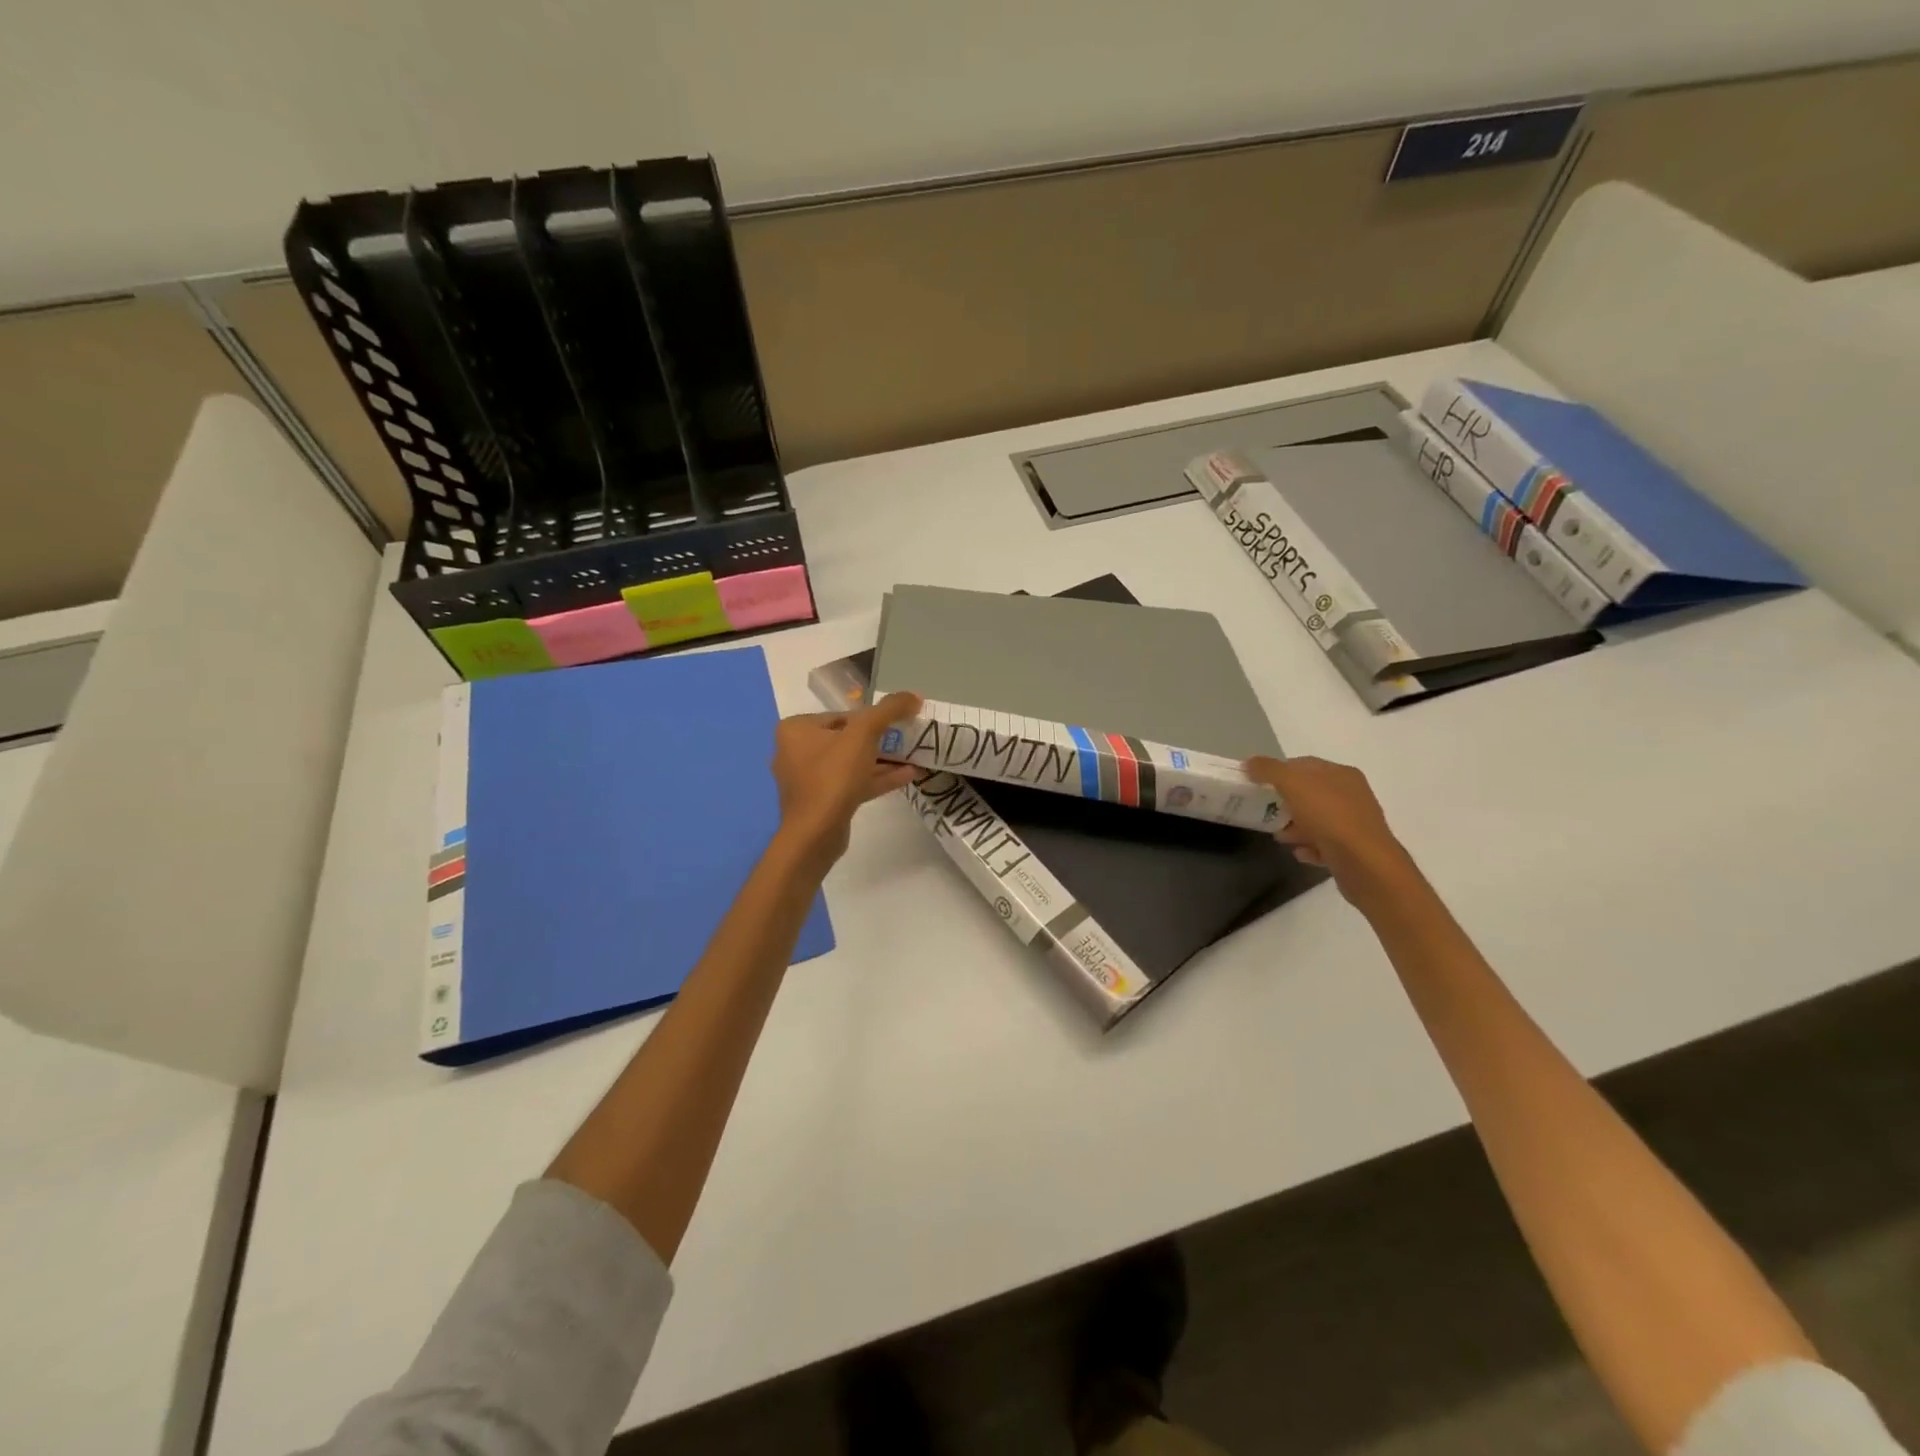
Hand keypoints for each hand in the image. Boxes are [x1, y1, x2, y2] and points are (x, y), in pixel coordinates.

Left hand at [771, 692, 921, 870]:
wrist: (816, 834)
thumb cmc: (833, 776)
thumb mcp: (864, 734)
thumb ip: (889, 710)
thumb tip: (914, 696)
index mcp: (796, 729)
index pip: (841, 715)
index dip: (872, 718)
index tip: (898, 723)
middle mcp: (795, 751)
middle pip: (846, 738)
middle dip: (879, 740)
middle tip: (907, 739)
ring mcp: (807, 780)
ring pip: (850, 763)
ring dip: (882, 760)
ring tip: (914, 757)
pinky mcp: (821, 802)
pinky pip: (851, 783)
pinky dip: (876, 778)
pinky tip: (907, 776)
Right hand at [1243, 755, 1420, 909]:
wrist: (1365, 864)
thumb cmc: (1329, 817)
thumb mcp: (1293, 784)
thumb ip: (1269, 770)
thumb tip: (1250, 762)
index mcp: (1341, 774)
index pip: (1305, 764)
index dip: (1279, 771)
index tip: (1258, 783)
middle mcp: (1352, 795)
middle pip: (1311, 793)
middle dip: (1286, 802)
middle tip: (1266, 811)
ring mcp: (1355, 824)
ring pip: (1318, 820)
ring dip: (1296, 826)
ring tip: (1280, 837)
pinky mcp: (1354, 850)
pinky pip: (1326, 844)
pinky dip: (1310, 846)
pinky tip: (1300, 853)